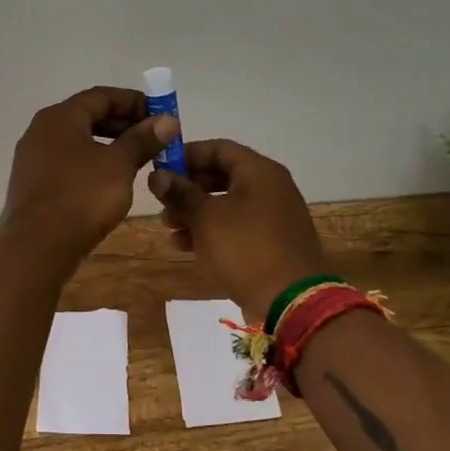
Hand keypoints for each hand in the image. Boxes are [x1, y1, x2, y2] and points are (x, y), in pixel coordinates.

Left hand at [0, 87, 179, 259]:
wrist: (36, 246)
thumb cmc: (80, 197)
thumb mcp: (119, 165)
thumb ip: (142, 140)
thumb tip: (167, 121)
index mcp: (60, 117)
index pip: (101, 96)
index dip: (134, 102)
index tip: (161, 116)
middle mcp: (42, 130)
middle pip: (88, 116)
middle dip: (124, 124)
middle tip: (154, 139)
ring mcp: (34, 158)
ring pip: (79, 141)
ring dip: (110, 145)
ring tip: (138, 160)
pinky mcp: (34, 183)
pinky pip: (69, 162)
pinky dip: (93, 163)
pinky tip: (112, 181)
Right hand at [149, 139, 330, 322]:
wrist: (291, 302)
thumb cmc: (245, 249)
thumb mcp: (206, 218)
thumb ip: (180, 193)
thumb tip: (158, 175)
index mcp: (259, 172)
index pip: (218, 148)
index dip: (187, 156)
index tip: (160, 169)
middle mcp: (269, 188)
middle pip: (221, 176)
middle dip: (187, 189)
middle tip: (162, 203)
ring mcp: (272, 217)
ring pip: (225, 204)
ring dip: (195, 213)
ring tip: (168, 229)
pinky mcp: (270, 243)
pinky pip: (235, 228)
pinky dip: (211, 232)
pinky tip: (185, 247)